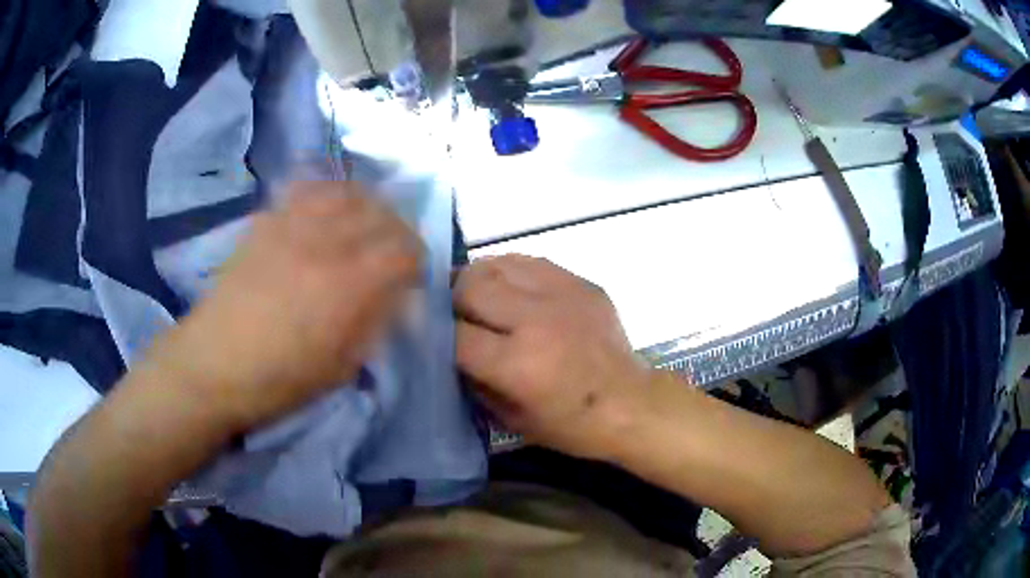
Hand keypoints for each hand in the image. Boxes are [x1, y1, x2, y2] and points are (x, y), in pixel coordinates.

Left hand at [149, 181, 422, 431]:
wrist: (213, 364)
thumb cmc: (279, 380)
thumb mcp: (341, 367)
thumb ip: (374, 323)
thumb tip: (397, 295)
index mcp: (348, 285)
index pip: (404, 249)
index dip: (416, 261)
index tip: (411, 279)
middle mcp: (325, 243)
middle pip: (380, 213)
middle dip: (398, 230)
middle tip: (394, 251)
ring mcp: (292, 225)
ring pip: (346, 192)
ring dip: (367, 205)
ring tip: (365, 224)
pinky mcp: (267, 222)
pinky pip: (306, 190)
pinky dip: (327, 194)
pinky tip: (326, 211)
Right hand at [453, 255, 652, 460]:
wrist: (630, 404)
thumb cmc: (570, 424)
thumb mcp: (511, 419)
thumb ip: (473, 380)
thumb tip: (448, 347)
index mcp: (517, 364)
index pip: (454, 334)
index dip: (436, 333)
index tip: (431, 334)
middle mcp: (535, 321)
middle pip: (470, 287)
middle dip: (452, 299)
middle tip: (453, 312)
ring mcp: (562, 295)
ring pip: (497, 265)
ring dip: (478, 279)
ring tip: (478, 295)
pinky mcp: (581, 283)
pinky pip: (530, 262)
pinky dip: (510, 272)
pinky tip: (510, 288)